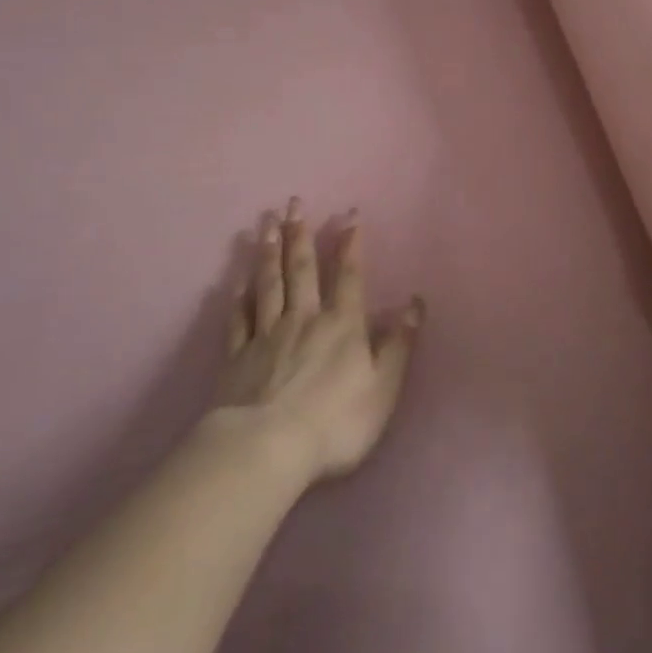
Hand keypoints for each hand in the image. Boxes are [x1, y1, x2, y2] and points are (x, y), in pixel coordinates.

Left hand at [212, 199, 424, 483]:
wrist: (266, 450)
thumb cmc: (335, 421)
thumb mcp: (383, 386)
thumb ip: (398, 343)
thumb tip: (415, 302)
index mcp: (341, 325)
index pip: (349, 275)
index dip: (350, 244)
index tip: (349, 213)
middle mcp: (304, 319)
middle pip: (301, 269)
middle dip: (300, 234)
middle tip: (294, 202)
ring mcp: (266, 336)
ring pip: (268, 284)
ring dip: (268, 252)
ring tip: (266, 222)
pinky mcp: (237, 358)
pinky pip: (238, 319)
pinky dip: (238, 297)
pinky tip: (236, 280)